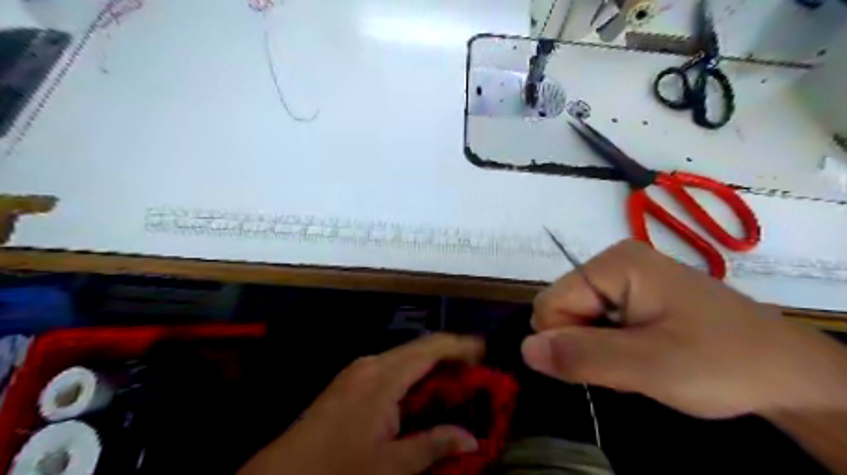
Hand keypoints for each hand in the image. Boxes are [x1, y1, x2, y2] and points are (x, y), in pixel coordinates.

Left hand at [241, 334, 487, 474]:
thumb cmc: (338, 469)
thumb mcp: (390, 466)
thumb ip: (433, 447)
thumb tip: (472, 439)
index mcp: (384, 376)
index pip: (431, 348)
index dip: (461, 346)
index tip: (487, 351)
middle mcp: (372, 363)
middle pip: (420, 348)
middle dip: (451, 357)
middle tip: (478, 372)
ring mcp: (359, 370)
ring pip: (406, 357)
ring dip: (432, 366)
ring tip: (456, 383)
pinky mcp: (351, 381)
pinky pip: (391, 368)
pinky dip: (413, 375)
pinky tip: (422, 394)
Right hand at [519, 241, 846, 419]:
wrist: (790, 375)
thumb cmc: (722, 363)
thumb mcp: (648, 366)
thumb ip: (582, 356)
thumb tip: (523, 349)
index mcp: (613, 263)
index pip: (550, 303)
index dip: (565, 341)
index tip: (605, 364)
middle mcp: (614, 261)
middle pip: (563, 308)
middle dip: (583, 344)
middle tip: (628, 364)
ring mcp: (626, 277)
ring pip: (579, 318)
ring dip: (598, 348)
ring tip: (639, 362)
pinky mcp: (636, 294)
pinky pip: (599, 321)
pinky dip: (611, 345)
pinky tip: (642, 354)